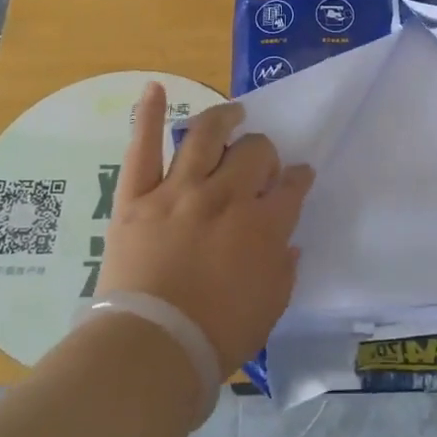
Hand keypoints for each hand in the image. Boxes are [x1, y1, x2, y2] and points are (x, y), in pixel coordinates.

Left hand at [96, 83, 314, 375]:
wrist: (152, 348)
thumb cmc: (217, 336)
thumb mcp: (270, 307)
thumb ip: (284, 268)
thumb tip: (288, 242)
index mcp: (264, 225)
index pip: (292, 186)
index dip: (299, 178)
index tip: (299, 177)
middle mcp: (226, 196)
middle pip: (255, 153)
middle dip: (265, 153)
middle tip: (262, 161)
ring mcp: (179, 191)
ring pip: (207, 137)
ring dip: (224, 119)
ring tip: (234, 113)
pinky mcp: (138, 197)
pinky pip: (143, 148)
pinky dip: (149, 116)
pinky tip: (156, 88)